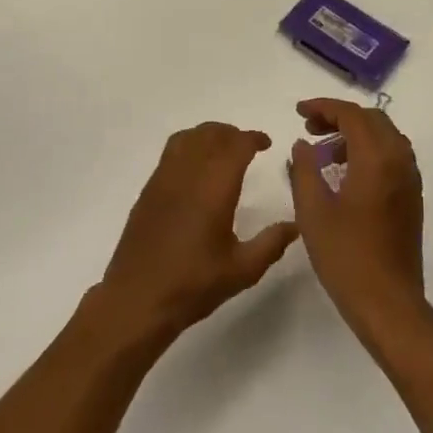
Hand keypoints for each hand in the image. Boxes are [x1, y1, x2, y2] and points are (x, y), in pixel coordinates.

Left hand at [98, 123, 298, 343]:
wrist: (137, 299)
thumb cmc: (193, 285)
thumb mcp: (242, 270)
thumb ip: (271, 243)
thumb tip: (295, 224)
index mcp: (214, 189)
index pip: (235, 146)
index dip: (253, 139)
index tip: (266, 143)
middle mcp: (187, 175)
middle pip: (210, 135)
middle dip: (231, 133)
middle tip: (248, 146)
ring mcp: (163, 180)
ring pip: (186, 138)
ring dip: (207, 135)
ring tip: (222, 149)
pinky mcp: (148, 190)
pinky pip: (170, 152)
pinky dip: (188, 146)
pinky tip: (195, 169)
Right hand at [287, 98, 428, 354]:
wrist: (389, 304)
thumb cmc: (346, 257)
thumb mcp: (313, 211)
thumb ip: (305, 170)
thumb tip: (303, 145)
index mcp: (377, 160)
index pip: (352, 115)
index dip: (323, 107)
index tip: (298, 112)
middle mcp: (399, 162)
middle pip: (372, 120)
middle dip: (340, 117)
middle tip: (309, 129)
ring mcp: (410, 181)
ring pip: (385, 137)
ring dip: (355, 134)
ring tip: (324, 152)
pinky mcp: (411, 198)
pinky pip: (392, 157)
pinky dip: (368, 151)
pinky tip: (345, 173)